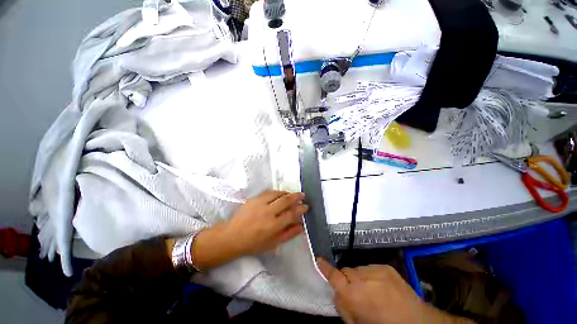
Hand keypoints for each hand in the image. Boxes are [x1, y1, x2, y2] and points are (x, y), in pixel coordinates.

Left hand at [224, 190, 307, 254]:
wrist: (232, 236)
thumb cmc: (253, 243)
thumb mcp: (273, 243)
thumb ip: (289, 234)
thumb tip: (301, 226)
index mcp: (273, 225)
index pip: (292, 214)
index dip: (301, 209)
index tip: (306, 206)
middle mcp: (268, 212)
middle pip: (286, 200)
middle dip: (297, 196)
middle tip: (302, 195)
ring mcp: (260, 203)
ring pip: (278, 193)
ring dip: (287, 193)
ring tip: (292, 194)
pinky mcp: (253, 199)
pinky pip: (268, 192)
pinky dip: (276, 192)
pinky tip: (279, 194)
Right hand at [317, 259, 473, 323]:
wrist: (417, 322)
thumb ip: (343, 307)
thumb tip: (336, 291)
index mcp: (355, 296)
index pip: (334, 276)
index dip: (324, 267)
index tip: (318, 259)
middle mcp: (363, 278)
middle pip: (346, 271)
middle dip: (346, 279)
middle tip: (354, 291)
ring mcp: (376, 270)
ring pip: (357, 268)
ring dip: (359, 278)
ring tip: (370, 291)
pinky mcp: (386, 267)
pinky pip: (370, 267)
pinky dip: (370, 275)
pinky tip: (379, 287)